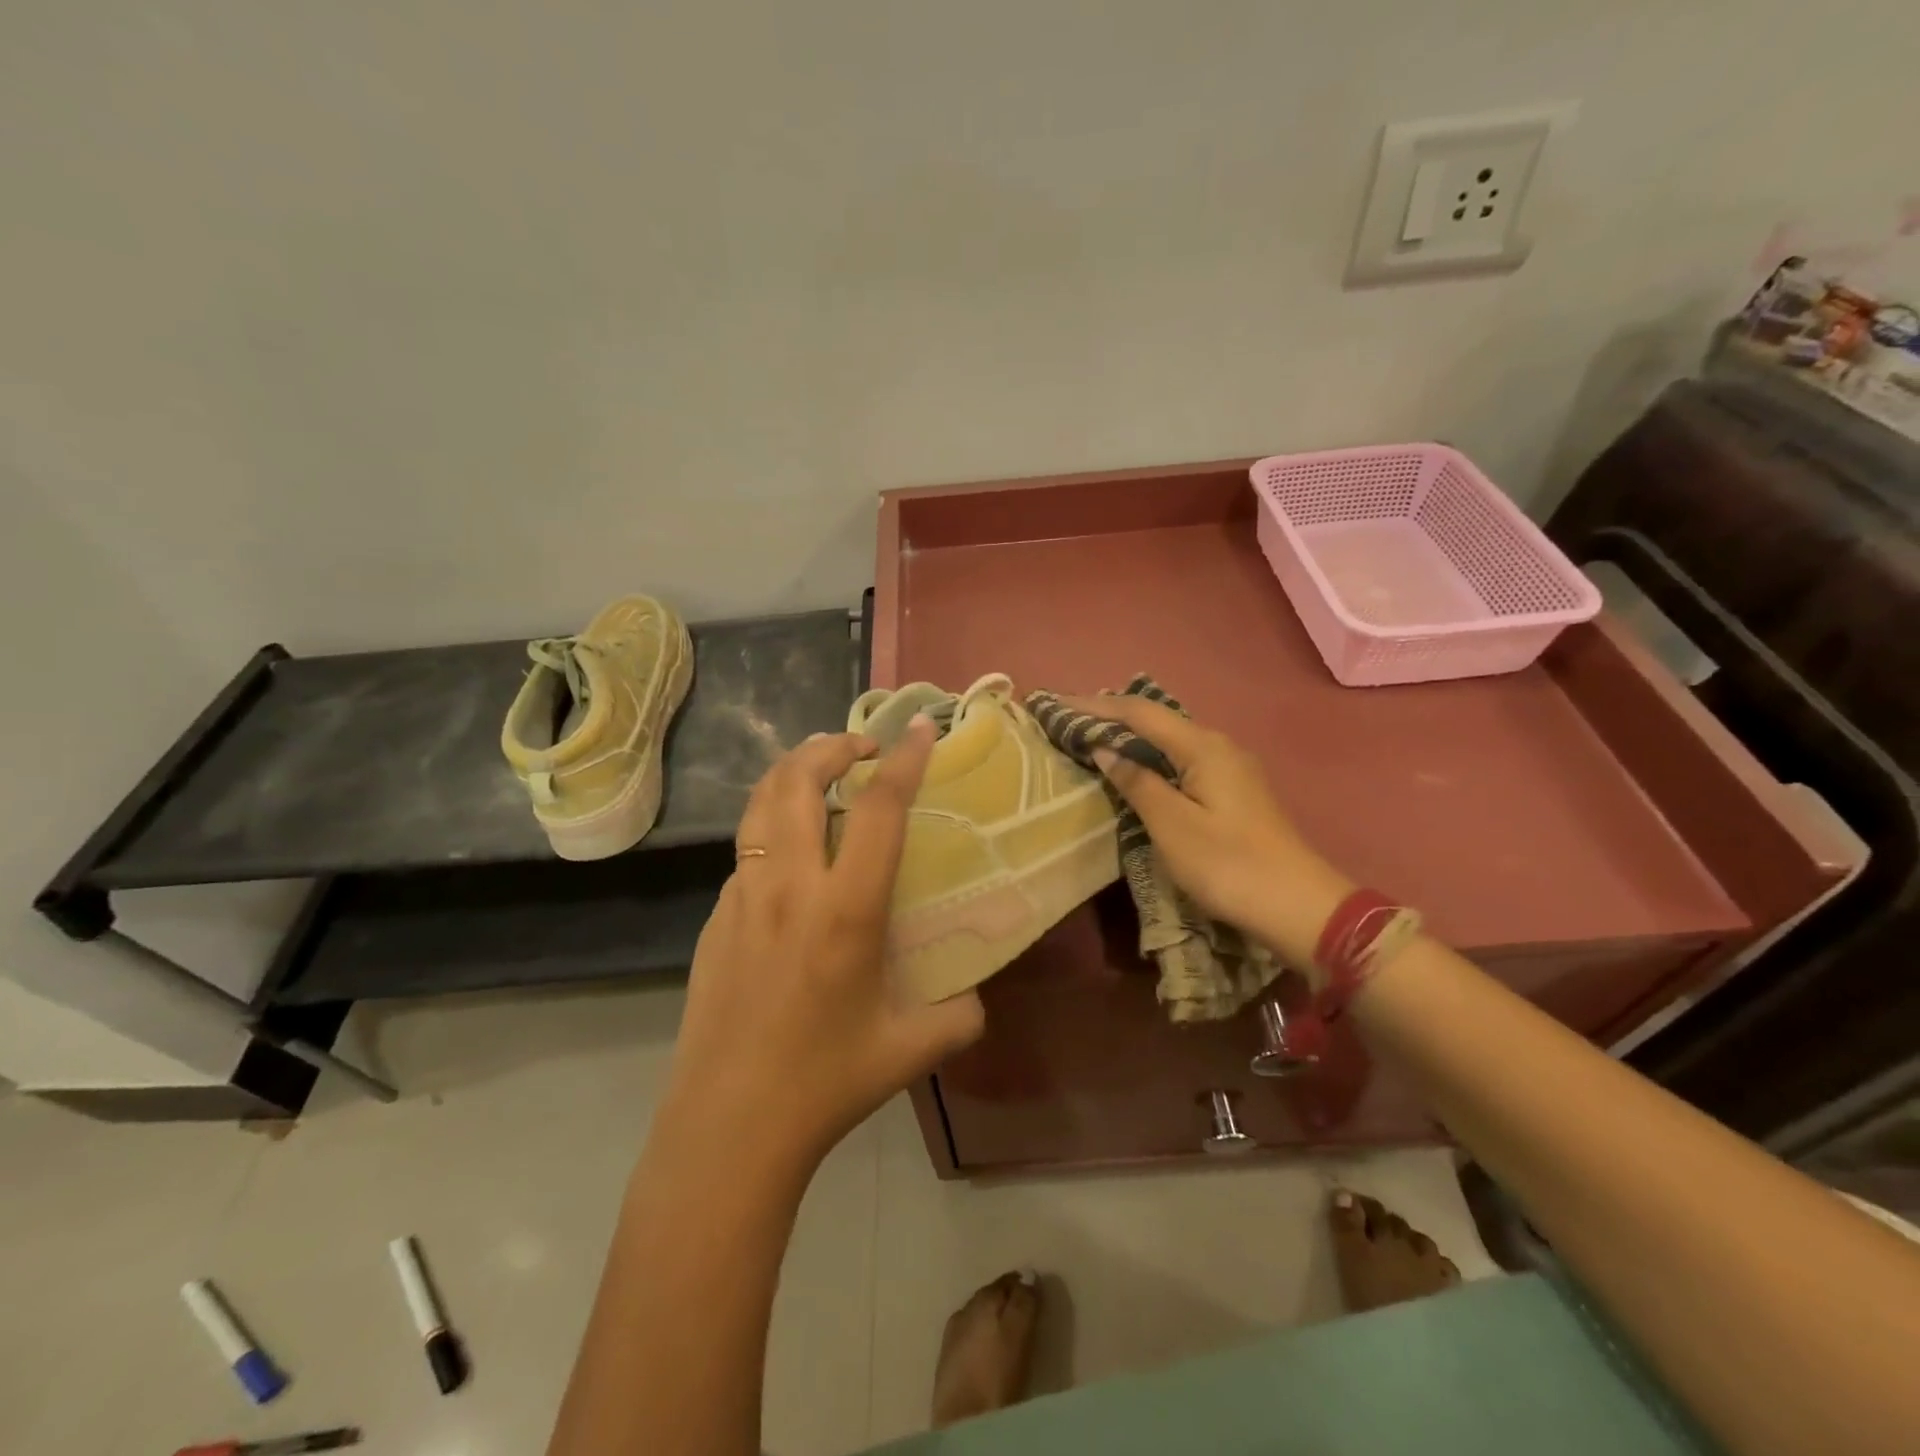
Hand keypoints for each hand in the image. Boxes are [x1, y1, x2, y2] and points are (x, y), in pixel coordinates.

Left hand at [659, 720, 985, 1171]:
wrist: (728, 1126)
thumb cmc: (825, 1083)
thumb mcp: (912, 1049)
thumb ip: (959, 1013)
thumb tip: (975, 993)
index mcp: (845, 910)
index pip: (878, 810)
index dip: (904, 760)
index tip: (920, 729)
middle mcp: (789, 887)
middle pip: (798, 780)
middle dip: (831, 746)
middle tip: (862, 749)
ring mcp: (742, 897)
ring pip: (761, 804)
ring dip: (793, 773)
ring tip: (820, 774)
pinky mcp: (715, 917)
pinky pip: (747, 851)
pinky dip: (773, 827)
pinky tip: (791, 856)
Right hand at [1059, 695, 1353, 968]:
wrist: (1299, 907)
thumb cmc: (1229, 864)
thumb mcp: (1172, 825)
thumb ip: (1137, 782)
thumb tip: (1106, 750)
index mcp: (1203, 746)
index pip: (1139, 712)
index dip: (1095, 706)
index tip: (1058, 704)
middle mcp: (1219, 745)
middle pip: (1156, 719)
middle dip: (1111, 715)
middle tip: (1070, 719)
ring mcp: (1231, 768)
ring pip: (1170, 739)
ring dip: (1131, 736)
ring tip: (1094, 736)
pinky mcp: (1234, 791)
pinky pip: (1182, 759)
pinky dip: (1151, 756)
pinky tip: (1136, 767)